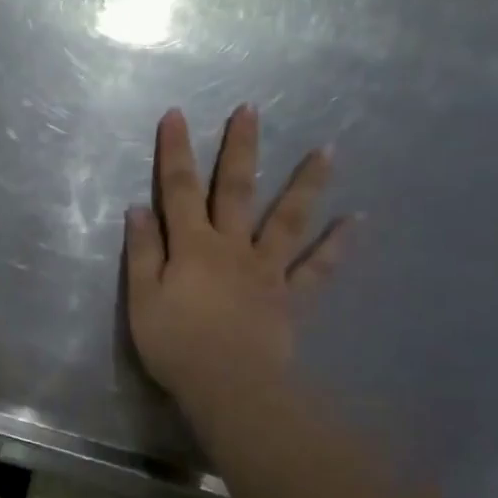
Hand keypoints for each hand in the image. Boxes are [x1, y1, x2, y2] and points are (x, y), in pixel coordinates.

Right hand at [124, 105, 351, 411]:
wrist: (229, 387)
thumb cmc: (176, 344)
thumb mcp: (142, 299)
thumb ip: (143, 252)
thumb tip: (139, 209)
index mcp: (193, 246)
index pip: (179, 190)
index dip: (175, 152)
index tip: (176, 115)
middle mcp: (233, 247)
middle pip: (236, 190)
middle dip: (240, 148)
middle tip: (251, 110)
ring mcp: (267, 270)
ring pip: (287, 219)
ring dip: (306, 183)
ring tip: (327, 150)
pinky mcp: (290, 297)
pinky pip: (318, 268)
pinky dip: (338, 245)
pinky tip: (358, 220)